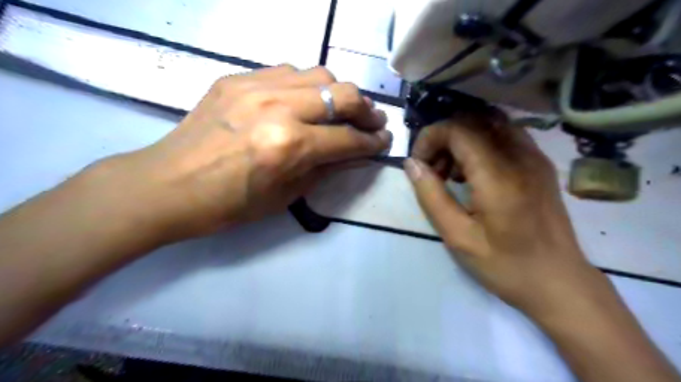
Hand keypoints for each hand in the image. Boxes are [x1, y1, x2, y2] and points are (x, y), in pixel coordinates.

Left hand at [102, 64, 390, 241]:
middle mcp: (278, 108)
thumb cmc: (229, 204)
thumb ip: (325, 169)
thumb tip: (352, 152)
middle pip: (342, 94)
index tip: (385, 141)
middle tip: (373, 121)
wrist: (168, 185)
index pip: (348, 138)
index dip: (372, 141)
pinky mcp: (236, 78)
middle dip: (366, 110)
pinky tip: (305, 100)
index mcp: (290, 146)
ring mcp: (255, 86)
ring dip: (338, 93)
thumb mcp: (286, 196)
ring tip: (341, 109)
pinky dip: (307, 85)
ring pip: (319, 74)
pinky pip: (287, 71)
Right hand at [403, 112, 599, 314]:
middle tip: (433, 170)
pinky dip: (480, 144)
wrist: (559, 283)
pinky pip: (504, 136)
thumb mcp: (458, 237)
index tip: (418, 164)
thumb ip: (431, 196)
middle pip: (473, 121)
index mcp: (498, 176)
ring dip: (461, 140)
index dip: (430, 138)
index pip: (458, 130)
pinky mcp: (540, 165)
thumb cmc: (505, 265)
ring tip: (450, 174)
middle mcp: (520, 156)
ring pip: (489, 125)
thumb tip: (412, 164)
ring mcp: (535, 158)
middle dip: (443, 138)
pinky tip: (473, 174)